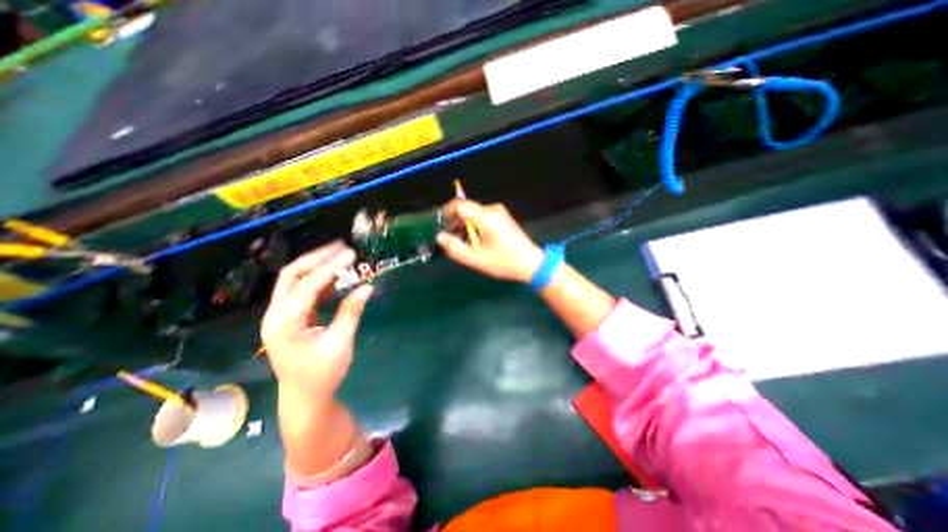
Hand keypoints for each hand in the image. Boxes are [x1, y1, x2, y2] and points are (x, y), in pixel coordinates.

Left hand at [262, 239, 378, 399]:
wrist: (305, 397)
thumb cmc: (322, 373)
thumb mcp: (340, 342)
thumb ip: (352, 311)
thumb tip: (368, 286)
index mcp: (284, 323)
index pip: (307, 285)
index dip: (330, 267)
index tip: (351, 254)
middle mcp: (276, 314)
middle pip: (292, 275)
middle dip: (317, 258)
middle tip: (341, 248)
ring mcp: (281, 316)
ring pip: (296, 281)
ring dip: (318, 267)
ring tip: (342, 258)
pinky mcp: (291, 318)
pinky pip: (304, 293)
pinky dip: (320, 282)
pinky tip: (337, 278)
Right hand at [434, 197, 540, 282]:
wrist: (530, 263)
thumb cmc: (503, 262)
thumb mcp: (476, 259)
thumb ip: (454, 248)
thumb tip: (440, 237)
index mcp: (486, 217)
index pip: (460, 205)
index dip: (446, 213)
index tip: (441, 226)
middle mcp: (493, 209)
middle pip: (466, 209)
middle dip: (455, 222)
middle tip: (451, 239)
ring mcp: (500, 212)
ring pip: (474, 214)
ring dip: (465, 226)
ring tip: (465, 244)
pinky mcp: (503, 218)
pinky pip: (483, 217)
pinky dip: (475, 226)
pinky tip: (477, 241)